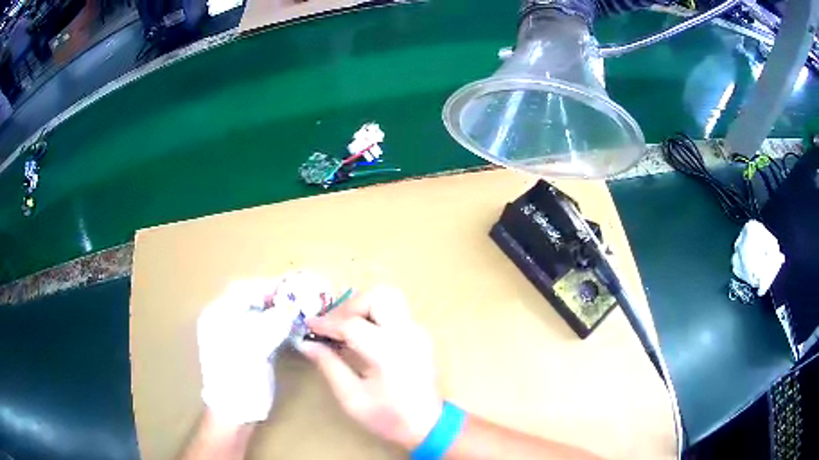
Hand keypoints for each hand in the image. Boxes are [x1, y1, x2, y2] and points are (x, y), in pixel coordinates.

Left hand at [196, 275, 329, 423]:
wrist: (236, 410)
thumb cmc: (238, 377)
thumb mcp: (252, 347)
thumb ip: (271, 324)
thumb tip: (292, 307)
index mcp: (218, 316)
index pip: (242, 290)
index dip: (266, 286)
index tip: (291, 288)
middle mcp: (226, 321)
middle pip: (251, 300)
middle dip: (275, 297)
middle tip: (299, 297)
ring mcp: (238, 336)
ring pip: (260, 314)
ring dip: (279, 310)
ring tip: (300, 309)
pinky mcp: (250, 348)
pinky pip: (265, 329)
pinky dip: (279, 325)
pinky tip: (293, 325)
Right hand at [299, 286, 442, 449]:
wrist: (428, 425)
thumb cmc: (388, 417)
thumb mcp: (351, 397)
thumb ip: (329, 365)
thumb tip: (306, 343)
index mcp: (389, 353)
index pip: (352, 324)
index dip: (326, 323)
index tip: (308, 326)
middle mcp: (407, 334)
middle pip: (379, 295)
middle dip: (351, 304)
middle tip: (333, 324)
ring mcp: (417, 332)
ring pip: (389, 298)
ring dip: (363, 306)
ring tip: (344, 327)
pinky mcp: (420, 335)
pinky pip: (395, 312)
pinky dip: (374, 315)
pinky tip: (361, 335)